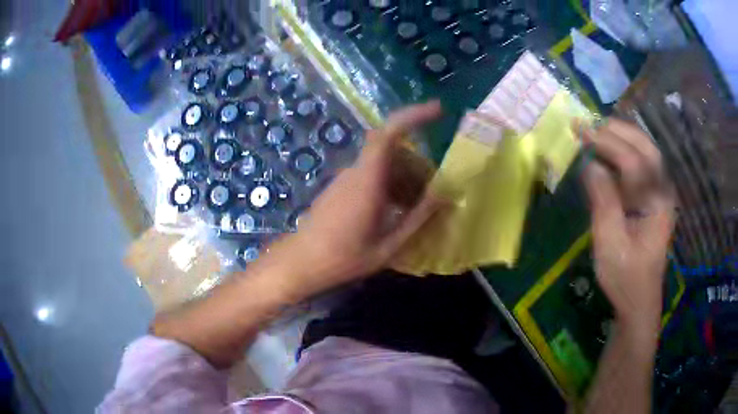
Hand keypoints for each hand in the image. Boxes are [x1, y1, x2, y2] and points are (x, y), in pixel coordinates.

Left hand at [266, 102, 444, 301]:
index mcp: (368, 181)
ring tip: (420, 207)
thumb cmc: (344, 258)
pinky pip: (373, 175)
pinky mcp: (342, 187)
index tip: (438, 111)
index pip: (388, 134)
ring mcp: (347, 178)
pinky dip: (392, 185)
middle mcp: (356, 172)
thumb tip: (445, 194)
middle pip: (394, 152)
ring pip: (385, 164)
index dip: (413, 116)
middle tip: (436, 191)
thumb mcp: (389, 244)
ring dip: (406, 178)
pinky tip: (399, 211)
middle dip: (419, 165)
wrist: (301, 262)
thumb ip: (418, 217)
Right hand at [579, 119, 675, 330]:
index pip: (634, 162)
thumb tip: (591, 164)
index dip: (608, 143)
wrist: (639, 301)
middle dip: (618, 130)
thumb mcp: (610, 244)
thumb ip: (603, 201)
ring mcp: (661, 195)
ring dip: (623, 136)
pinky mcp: (654, 199)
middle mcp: (663, 192)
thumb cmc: (625, 277)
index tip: (581, 131)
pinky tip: (611, 149)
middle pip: (646, 148)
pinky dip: (626, 150)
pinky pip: (643, 165)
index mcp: (657, 205)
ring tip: (598, 130)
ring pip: (647, 152)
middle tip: (590, 124)